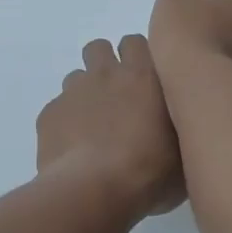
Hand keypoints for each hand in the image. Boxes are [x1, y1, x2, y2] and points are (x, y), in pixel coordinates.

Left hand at [36, 35, 184, 218]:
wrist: (95, 189)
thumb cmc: (150, 170)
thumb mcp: (182, 149)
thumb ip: (176, 124)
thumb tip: (172, 126)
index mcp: (143, 75)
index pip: (136, 42)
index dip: (137, 59)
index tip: (143, 83)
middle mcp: (106, 73)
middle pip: (99, 48)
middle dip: (105, 65)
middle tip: (117, 98)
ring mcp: (73, 92)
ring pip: (76, 77)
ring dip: (84, 94)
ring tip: (93, 126)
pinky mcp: (49, 113)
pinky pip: (58, 109)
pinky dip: (65, 123)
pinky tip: (74, 149)